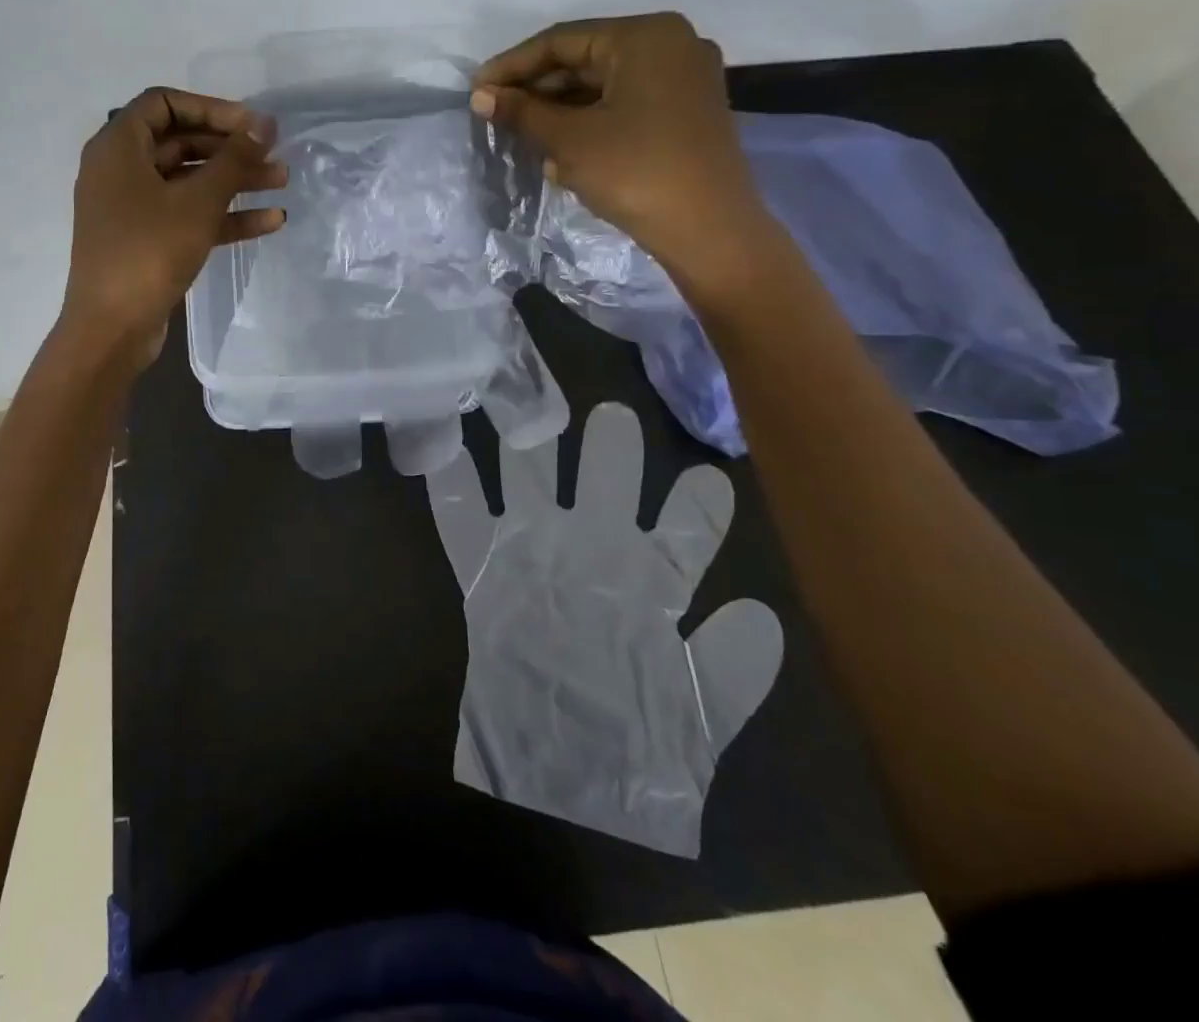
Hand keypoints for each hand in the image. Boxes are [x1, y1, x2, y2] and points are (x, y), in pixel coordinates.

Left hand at [61, 87, 286, 371]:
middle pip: (181, 142)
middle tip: (274, 153)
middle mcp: (120, 171)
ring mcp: (132, 208)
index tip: (250, 124)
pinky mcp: (146, 241)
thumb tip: (263, 125)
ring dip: (235, 180)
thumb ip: (233, 159)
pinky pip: (188, 215)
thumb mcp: (197, 201)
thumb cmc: (149, 251)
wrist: (112, 328)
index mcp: (117, 147)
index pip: (164, 104)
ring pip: (189, 182)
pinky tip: (269, 221)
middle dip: (230, 148)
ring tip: (282, 182)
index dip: (211, 108)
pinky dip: (224, 215)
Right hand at [428, 403, 781, 856]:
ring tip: (531, 416)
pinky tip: (440, 450)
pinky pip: (460, 521)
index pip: (682, 535)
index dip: (697, 508)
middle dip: (611, 453)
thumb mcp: (697, 719)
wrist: (557, 782)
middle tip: (615, 417)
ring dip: (530, 454)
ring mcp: (533, 556)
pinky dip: (449, 485)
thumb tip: (757, 613)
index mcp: (649, 585)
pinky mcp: (482, 572)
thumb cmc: (634, 748)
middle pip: (603, 489)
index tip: (710, 477)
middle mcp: (592, 556)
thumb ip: (730, 669)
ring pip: (532, 486)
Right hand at [469, 13, 769, 285]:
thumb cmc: (635, 171)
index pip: (561, 41)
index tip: (475, 89)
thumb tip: (480, 96)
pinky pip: (624, 103)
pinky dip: (588, 120)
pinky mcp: (685, 111)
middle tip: (494, 114)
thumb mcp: (569, 140)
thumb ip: (522, 112)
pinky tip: (557, 148)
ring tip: (518, 133)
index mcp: (644, 37)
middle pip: (584, 59)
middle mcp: (670, 45)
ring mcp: (682, 79)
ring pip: (603, 84)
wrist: (708, 229)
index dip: (512, 66)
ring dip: (558, 108)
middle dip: (536, 89)